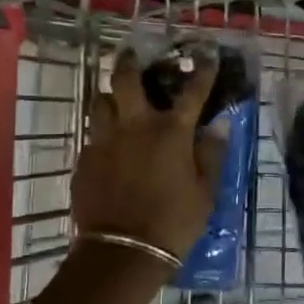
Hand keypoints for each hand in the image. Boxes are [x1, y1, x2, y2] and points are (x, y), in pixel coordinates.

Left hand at [71, 46, 229, 258]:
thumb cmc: (174, 222)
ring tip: (116, 101)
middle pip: (126, 80)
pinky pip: (92, 137)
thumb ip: (211, 155)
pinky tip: (108, 148)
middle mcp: (135, 127)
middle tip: (132, 55)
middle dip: (130, 62)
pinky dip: (102, 136)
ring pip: (100, 103)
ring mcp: (105, 141)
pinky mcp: (85, 161)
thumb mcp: (205, 192)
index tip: (206, 52)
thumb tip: (218, 125)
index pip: (192, 91)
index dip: (203, 70)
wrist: (123, 252)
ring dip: (110, 97)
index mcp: (171, 132)